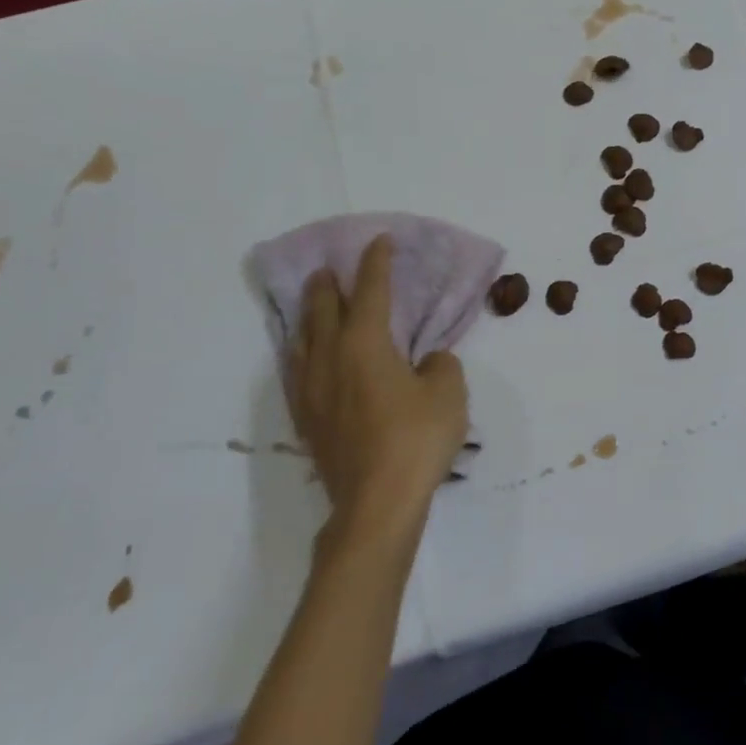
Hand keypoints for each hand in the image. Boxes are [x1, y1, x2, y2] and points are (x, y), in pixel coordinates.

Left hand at [287, 236, 469, 544]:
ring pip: (303, 339)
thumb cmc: (417, 438)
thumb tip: (425, 362)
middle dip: (329, 285)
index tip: (379, 241)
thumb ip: (439, 365)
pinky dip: (302, 351)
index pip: (371, 291)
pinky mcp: (307, 419)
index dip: (376, 263)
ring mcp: (312, 390)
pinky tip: (304, 357)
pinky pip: (297, 370)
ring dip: (309, 315)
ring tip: (312, 304)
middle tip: (330, 269)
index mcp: (366, 343)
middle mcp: (331, 358)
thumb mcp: (449, 391)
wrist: (376, 503)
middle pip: (324, 309)